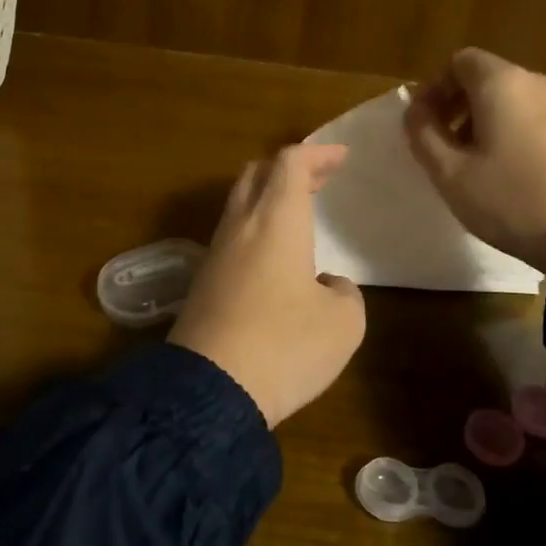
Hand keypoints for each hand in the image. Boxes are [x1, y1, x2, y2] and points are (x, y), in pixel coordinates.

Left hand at [169, 144, 365, 426]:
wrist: (209, 391)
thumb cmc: (285, 345)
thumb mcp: (343, 323)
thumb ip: (344, 293)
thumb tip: (326, 287)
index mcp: (276, 220)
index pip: (291, 163)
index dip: (317, 153)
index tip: (341, 158)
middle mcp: (241, 226)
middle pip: (256, 174)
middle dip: (289, 169)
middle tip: (318, 178)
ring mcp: (215, 254)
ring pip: (239, 205)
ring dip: (269, 198)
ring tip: (298, 214)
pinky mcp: (202, 284)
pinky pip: (231, 238)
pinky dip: (256, 230)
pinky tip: (274, 259)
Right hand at [403, 47, 545, 272]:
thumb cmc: (513, 199)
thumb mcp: (451, 174)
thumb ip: (424, 135)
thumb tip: (415, 112)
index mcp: (503, 84)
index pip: (460, 62)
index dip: (435, 88)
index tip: (424, 123)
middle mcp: (540, 83)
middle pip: (489, 80)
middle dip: (460, 108)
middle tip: (446, 147)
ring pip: (517, 102)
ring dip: (490, 124)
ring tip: (480, 166)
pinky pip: (542, 121)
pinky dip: (520, 135)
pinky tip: (517, 176)